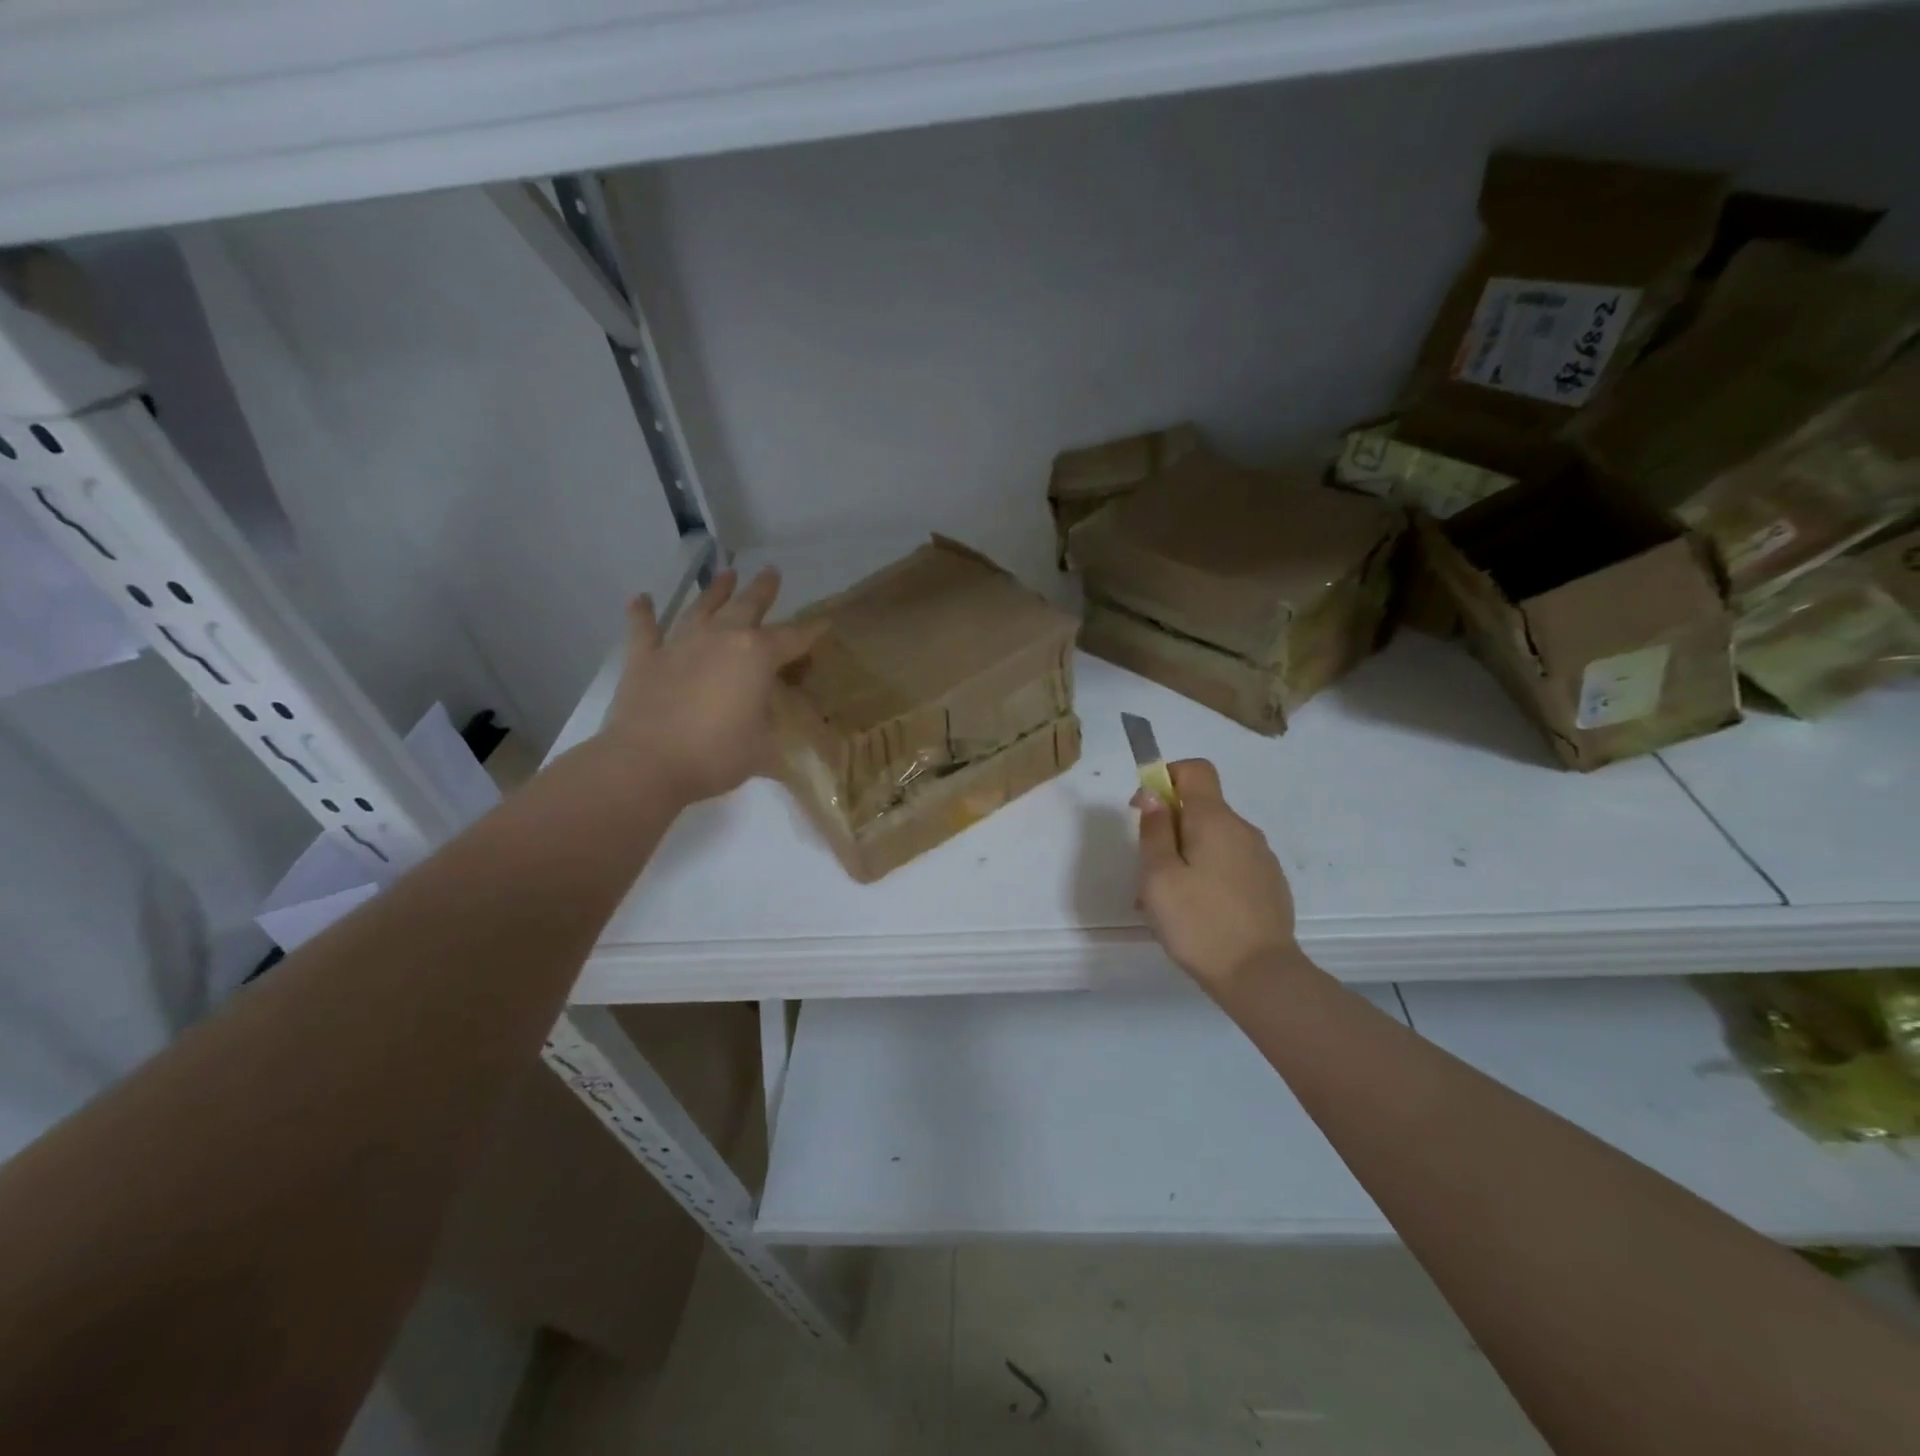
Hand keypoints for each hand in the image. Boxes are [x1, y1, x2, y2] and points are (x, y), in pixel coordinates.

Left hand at [600, 567, 825, 804]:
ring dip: (716, 591)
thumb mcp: (763, 746)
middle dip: (762, 590)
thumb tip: (770, 717)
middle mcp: (720, 639)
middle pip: (746, 606)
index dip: (812, 631)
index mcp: (756, 656)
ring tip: (726, 574)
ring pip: (701, 608)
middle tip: (770, 572)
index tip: (825, 622)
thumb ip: (769, 724)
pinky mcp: (644, 659)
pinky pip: (643, 628)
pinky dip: (642, 612)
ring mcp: (679, 645)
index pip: (793, 638)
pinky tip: (640, 598)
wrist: (649, 764)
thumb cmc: (717, 756)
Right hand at [1136, 759, 1297, 997]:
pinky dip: (1207, 875)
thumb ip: (1154, 831)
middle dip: (1169, 828)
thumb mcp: (1158, 877)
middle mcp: (1243, 830)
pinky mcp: (1269, 885)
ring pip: (1213, 841)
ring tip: (1167, 901)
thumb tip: (1155, 796)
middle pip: (1201, 808)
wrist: (1261, 976)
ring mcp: (1261, 858)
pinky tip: (1196, 913)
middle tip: (1148, 871)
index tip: (1144, 810)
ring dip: (1185, 856)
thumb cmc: (1199, 922)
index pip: (1195, 769)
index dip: (1165, 778)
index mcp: (1215, 820)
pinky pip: (1230, 865)